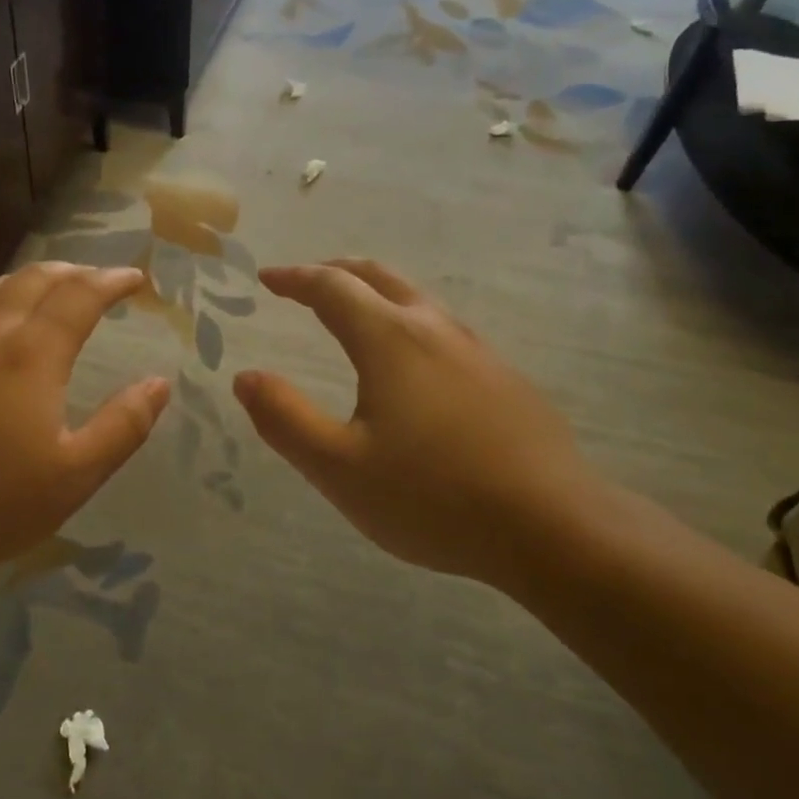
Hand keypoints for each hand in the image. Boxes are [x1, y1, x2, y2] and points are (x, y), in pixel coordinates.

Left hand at [0, 264, 170, 589]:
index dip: (112, 280)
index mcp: (32, 354)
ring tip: (54, 288)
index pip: (80, 295)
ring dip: (32, 279)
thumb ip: (123, 425)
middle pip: (36, 279)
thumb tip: (159, 383)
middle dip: (76, 271)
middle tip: (101, 281)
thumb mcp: (75, 475)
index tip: (136, 280)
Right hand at [233, 260, 597, 584]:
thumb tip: (245, 378)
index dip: (294, 278)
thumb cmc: (432, 496)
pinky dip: (407, 323)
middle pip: (378, 277)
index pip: (331, 287)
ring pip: (416, 300)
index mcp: (389, 340)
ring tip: (351, 314)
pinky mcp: (504, 378)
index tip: (267, 278)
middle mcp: (434, 329)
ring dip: (374, 294)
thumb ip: (284, 418)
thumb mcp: (338, 467)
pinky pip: (443, 330)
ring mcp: (477, 351)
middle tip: (304, 282)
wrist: (552, 526)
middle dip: (334, 272)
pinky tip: (410, 365)